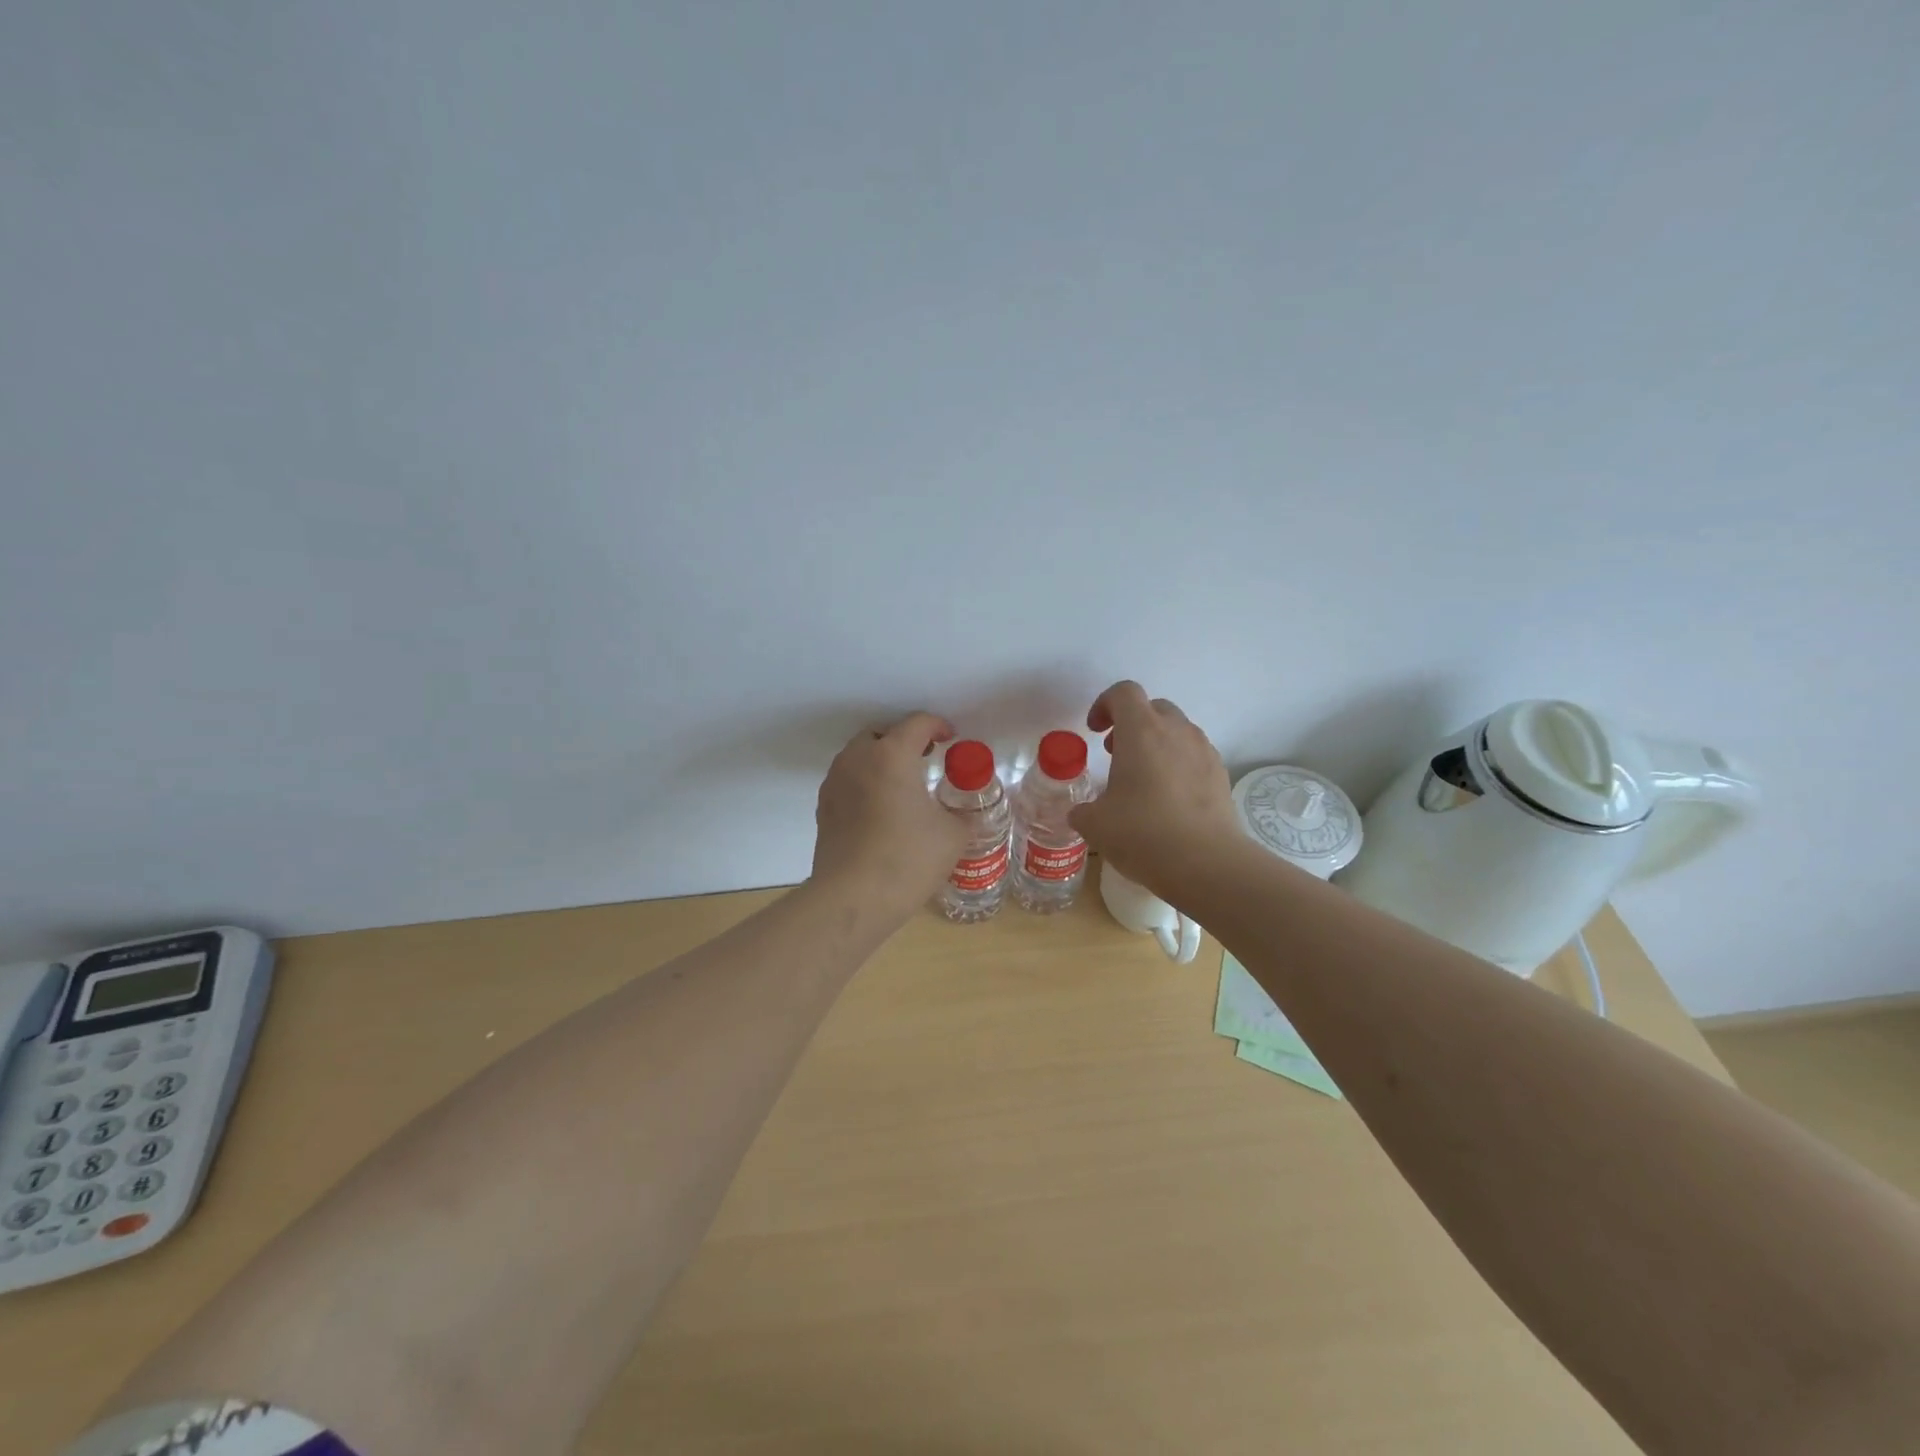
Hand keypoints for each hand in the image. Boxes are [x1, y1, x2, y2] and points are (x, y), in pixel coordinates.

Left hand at [811, 712, 968, 919]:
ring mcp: (835, 782)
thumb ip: (961, 815)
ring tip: (902, 784)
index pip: (917, 724)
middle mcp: (858, 759)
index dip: (938, 726)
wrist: (853, 898)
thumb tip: (961, 815)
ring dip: (881, 760)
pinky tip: (880, 809)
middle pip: (882, 734)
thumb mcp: (952, 835)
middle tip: (925, 758)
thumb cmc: (908, 859)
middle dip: (904, 740)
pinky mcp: (823, 807)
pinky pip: (847, 780)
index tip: (950, 739)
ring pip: (859, 756)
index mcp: (892, 755)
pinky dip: (865, 783)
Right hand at [1068, 681, 1238, 894]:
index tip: (1094, 731)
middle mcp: (1176, 731)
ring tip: (1142, 780)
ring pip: (1178, 731)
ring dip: (1157, 744)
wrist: (1207, 863)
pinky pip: (1195, 756)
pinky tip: (1169, 800)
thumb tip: (1081, 813)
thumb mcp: (1096, 824)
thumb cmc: (1143, 833)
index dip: (1104, 705)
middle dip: (1132, 724)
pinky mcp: (1221, 775)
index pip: (1124, 693)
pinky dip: (1178, 765)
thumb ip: (1083, 810)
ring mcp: (1204, 751)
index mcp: (1141, 731)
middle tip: (1116, 754)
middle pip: (1154, 707)